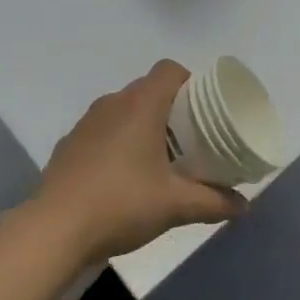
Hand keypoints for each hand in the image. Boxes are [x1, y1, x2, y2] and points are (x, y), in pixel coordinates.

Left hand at [33, 61, 245, 262]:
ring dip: (141, 124)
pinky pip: (101, 131)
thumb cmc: (122, 204)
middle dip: (170, 108)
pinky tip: (122, 177)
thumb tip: (244, 206)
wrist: (55, 229)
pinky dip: (116, 142)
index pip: (169, 70)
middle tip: (189, 139)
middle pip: (147, 89)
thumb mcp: (175, 205)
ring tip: (158, 158)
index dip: (189, 81)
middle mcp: (112, 103)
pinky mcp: (69, 144)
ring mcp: (86, 123)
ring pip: (122, 110)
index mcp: (141, 105)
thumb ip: (214, 202)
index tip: (202, 109)